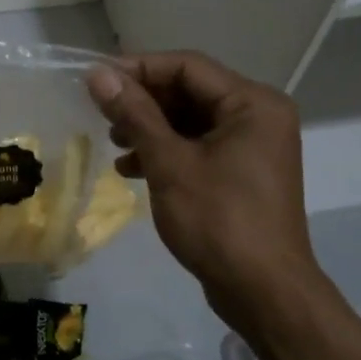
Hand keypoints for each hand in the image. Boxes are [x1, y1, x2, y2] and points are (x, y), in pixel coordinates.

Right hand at [88, 51, 316, 335]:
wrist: (264, 293)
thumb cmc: (219, 220)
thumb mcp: (169, 163)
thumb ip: (134, 114)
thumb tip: (98, 74)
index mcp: (252, 103)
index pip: (187, 66)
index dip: (138, 68)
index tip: (96, 80)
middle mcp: (258, 116)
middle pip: (190, 91)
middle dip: (143, 101)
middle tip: (101, 113)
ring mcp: (252, 146)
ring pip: (191, 121)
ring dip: (150, 128)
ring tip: (114, 142)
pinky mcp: (242, 173)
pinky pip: (199, 147)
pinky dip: (166, 152)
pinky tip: (132, 168)